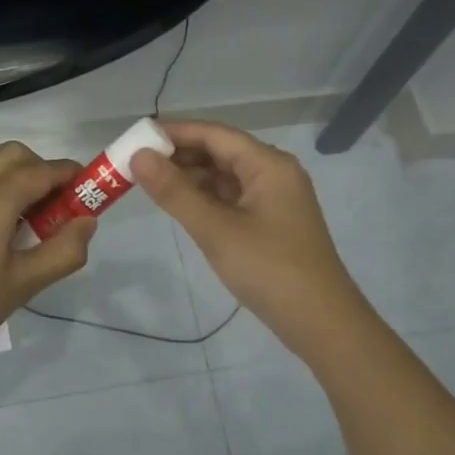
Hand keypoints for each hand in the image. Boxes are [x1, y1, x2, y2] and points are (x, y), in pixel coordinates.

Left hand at [0, 142, 96, 372]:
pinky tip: (3, 227)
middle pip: (17, 155)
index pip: (43, 171)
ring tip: (33, 221)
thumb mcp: (24, 284)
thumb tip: (87, 221)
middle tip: (60, 208)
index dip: (72, 176)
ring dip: (20, 178)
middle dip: (44, 171)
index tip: (91, 191)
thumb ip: (64, 250)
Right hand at [131, 120, 365, 360]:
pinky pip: (230, 197)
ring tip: (147, 183)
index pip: (214, 134)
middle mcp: (273, 173)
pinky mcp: (268, 222)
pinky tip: (178, 205)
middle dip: (177, 154)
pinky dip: (203, 197)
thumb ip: (175, 191)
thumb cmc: (269, 269)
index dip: (173, 132)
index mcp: (268, 164)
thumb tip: (138, 156)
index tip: (135, 137)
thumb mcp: (215, 229)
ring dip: (188, 176)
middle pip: (219, 151)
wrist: (320, 323)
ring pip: (223, 175)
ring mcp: (272, 198)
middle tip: (134, 162)